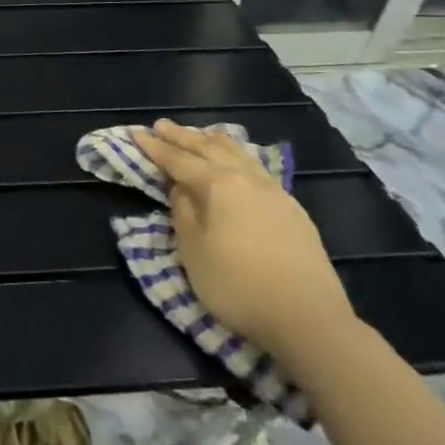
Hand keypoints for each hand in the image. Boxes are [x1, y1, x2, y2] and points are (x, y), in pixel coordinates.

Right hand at [130, 120, 355, 365]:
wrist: (309, 319)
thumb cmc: (238, 285)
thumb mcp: (194, 251)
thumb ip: (183, 213)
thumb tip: (181, 189)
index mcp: (219, 185)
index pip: (178, 160)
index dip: (156, 147)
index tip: (136, 133)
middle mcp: (247, 179)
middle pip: (209, 149)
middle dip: (182, 137)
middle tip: (161, 125)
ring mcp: (274, 193)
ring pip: (239, 155)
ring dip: (214, 142)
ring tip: (202, 133)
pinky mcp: (293, 210)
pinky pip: (257, 168)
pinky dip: (239, 157)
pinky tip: (240, 162)